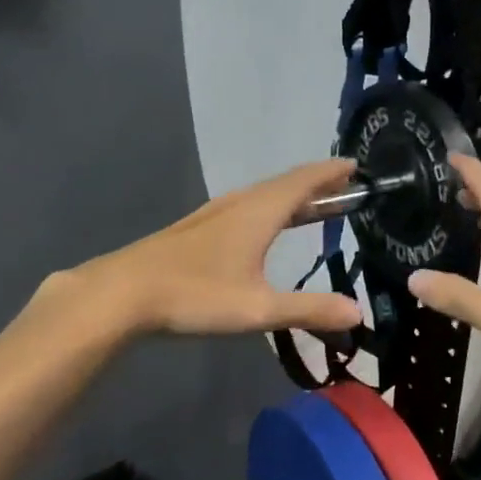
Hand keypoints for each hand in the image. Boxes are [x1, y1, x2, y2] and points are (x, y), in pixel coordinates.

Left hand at [67, 160, 366, 337]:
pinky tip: (262, 227)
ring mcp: (213, 215)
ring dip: (291, 196)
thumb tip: (358, 313)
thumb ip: (309, 309)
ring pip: (261, 195)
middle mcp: (238, 204)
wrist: (122, 294)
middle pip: (284, 185)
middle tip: (344, 187)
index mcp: (258, 212)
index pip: (303, 181)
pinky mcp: (195, 230)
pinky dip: (268, 208)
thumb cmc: (195, 295)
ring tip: (312, 205)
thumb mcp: (258, 309)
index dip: (330, 173)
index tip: (355, 166)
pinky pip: (245, 207)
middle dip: (316, 184)